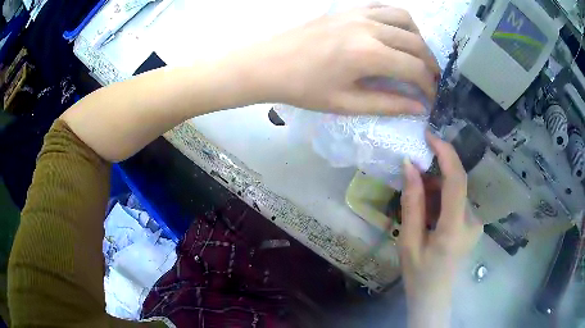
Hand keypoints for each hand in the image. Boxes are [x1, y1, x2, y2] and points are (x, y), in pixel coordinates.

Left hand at [250, 5, 439, 114]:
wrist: (269, 63)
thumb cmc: (304, 88)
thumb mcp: (346, 104)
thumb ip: (388, 104)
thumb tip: (419, 107)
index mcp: (368, 54)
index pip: (414, 69)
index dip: (429, 86)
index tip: (432, 98)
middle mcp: (369, 27)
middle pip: (416, 43)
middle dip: (430, 64)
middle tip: (431, 80)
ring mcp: (358, 13)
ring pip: (405, 19)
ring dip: (418, 38)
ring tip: (417, 56)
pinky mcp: (349, 8)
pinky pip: (384, 7)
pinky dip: (399, 20)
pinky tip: (397, 33)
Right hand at [400, 132, 481, 326]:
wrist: (434, 296)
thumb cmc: (418, 274)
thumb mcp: (407, 241)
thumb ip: (411, 203)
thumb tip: (409, 166)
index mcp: (454, 230)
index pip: (457, 181)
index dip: (446, 154)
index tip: (429, 136)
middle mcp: (472, 222)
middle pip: (456, 184)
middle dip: (434, 175)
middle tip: (412, 178)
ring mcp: (475, 223)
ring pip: (455, 192)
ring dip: (436, 189)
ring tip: (417, 205)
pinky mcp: (473, 224)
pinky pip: (457, 201)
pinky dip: (441, 199)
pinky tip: (429, 214)